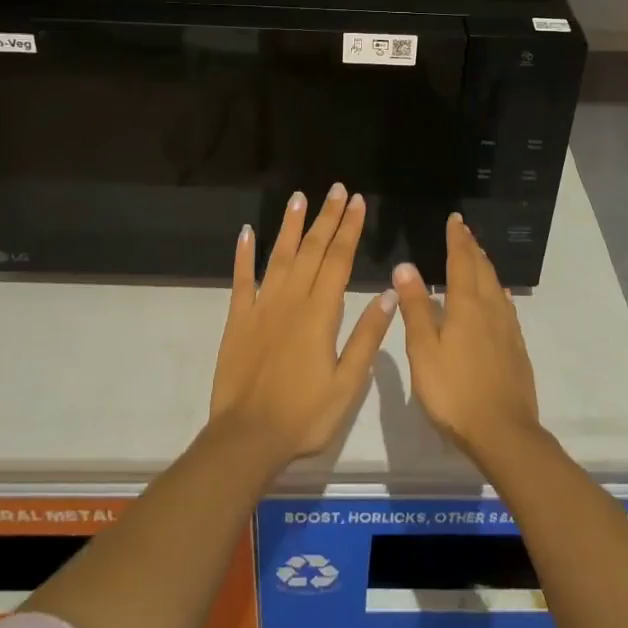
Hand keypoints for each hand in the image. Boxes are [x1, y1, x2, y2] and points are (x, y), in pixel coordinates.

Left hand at [209, 184, 397, 463]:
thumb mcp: (348, 383)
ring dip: (290, 225)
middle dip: (327, 217)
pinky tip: (246, 233)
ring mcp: (261, 307)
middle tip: (337, 189)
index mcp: (321, 313)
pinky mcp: (237, 319)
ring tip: (299, 197)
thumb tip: (390, 293)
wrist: (247, 438)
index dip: (350, 229)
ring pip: (278, 256)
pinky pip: (241, 280)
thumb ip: (367, 336)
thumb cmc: (305, 415)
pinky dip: (243, 255)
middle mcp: (291, 300)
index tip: (358, 202)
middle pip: (312, 249)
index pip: (339, 260)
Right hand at [392, 214, 541, 462]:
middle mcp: (491, 309)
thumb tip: (406, 266)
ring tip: (478, 257)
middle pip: (482, 269)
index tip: (455, 219)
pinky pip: (506, 307)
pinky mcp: (516, 348)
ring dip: (485, 266)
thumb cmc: (454, 391)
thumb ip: (416, 307)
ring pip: (496, 286)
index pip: (462, 261)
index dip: (457, 239)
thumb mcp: (424, 350)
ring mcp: (508, 329)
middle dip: (472, 248)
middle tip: (465, 232)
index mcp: (466, 305)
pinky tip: (497, 298)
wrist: (503, 432)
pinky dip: (497, 291)